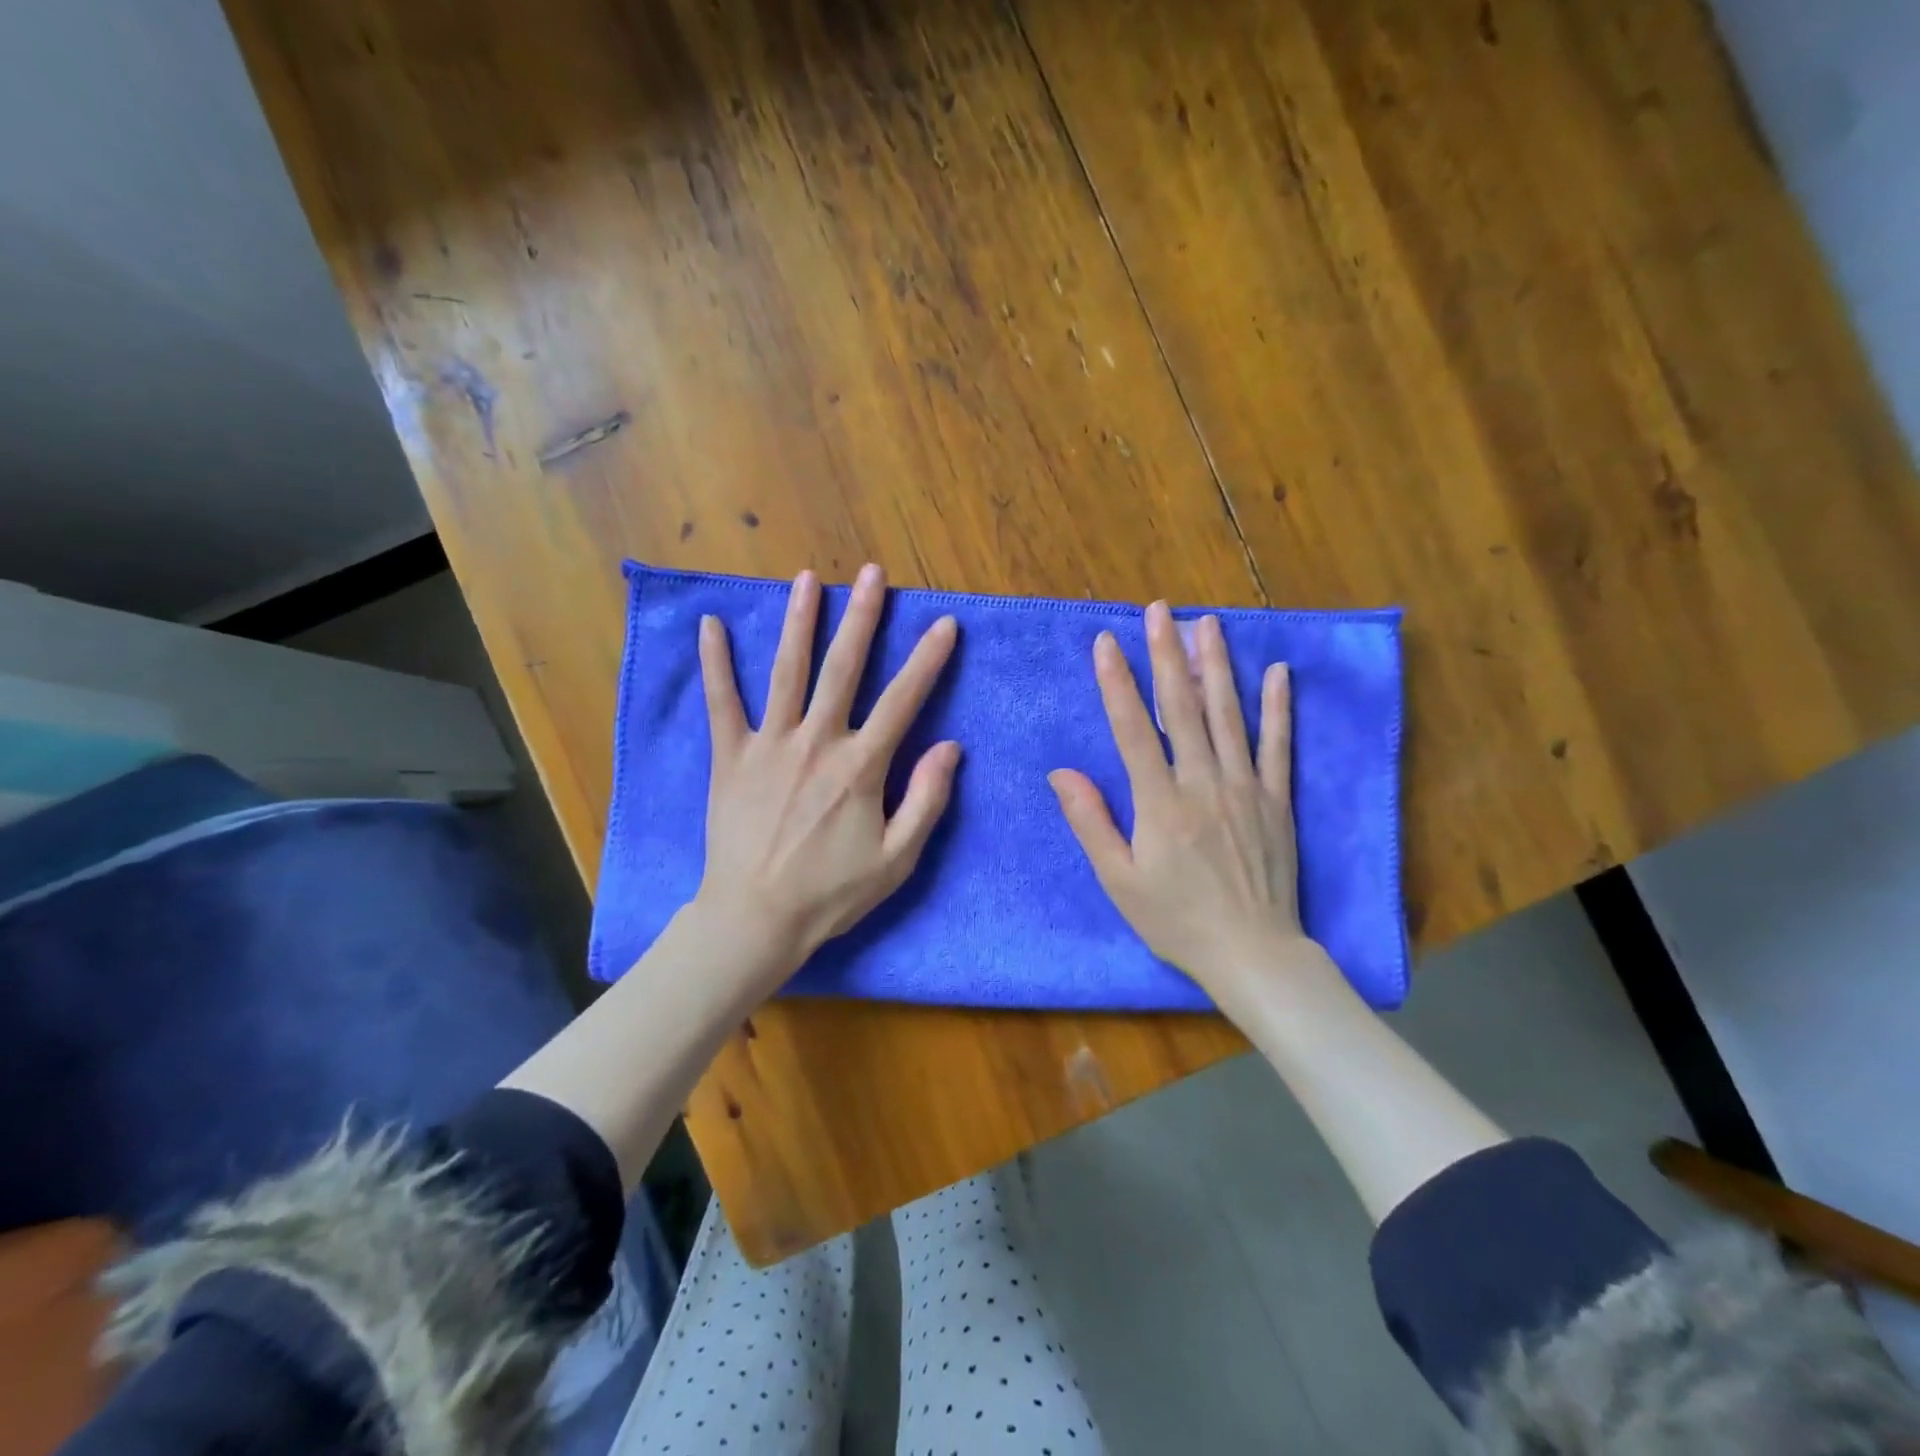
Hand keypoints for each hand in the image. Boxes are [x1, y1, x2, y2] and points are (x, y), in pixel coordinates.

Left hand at [694, 564, 960, 985]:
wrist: (755, 918)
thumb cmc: (831, 893)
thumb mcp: (897, 859)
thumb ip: (927, 800)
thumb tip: (950, 747)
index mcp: (860, 767)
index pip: (902, 701)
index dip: (926, 660)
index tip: (944, 624)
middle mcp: (816, 742)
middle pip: (843, 668)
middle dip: (862, 617)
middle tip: (873, 574)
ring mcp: (769, 745)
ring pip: (788, 672)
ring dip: (799, 622)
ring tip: (807, 579)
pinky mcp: (731, 757)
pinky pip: (722, 703)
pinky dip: (716, 663)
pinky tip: (710, 625)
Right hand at [1049, 602, 1318, 1011]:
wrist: (1252, 953)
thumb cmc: (1176, 920)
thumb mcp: (1118, 881)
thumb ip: (1091, 822)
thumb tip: (1061, 773)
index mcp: (1160, 803)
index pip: (1133, 729)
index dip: (1117, 683)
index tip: (1106, 642)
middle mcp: (1203, 783)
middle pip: (1182, 708)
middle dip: (1167, 655)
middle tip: (1160, 610)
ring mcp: (1246, 788)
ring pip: (1229, 716)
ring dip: (1216, 666)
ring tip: (1208, 623)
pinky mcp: (1277, 800)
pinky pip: (1278, 746)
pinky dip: (1278, 707)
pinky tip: (1277, 672)